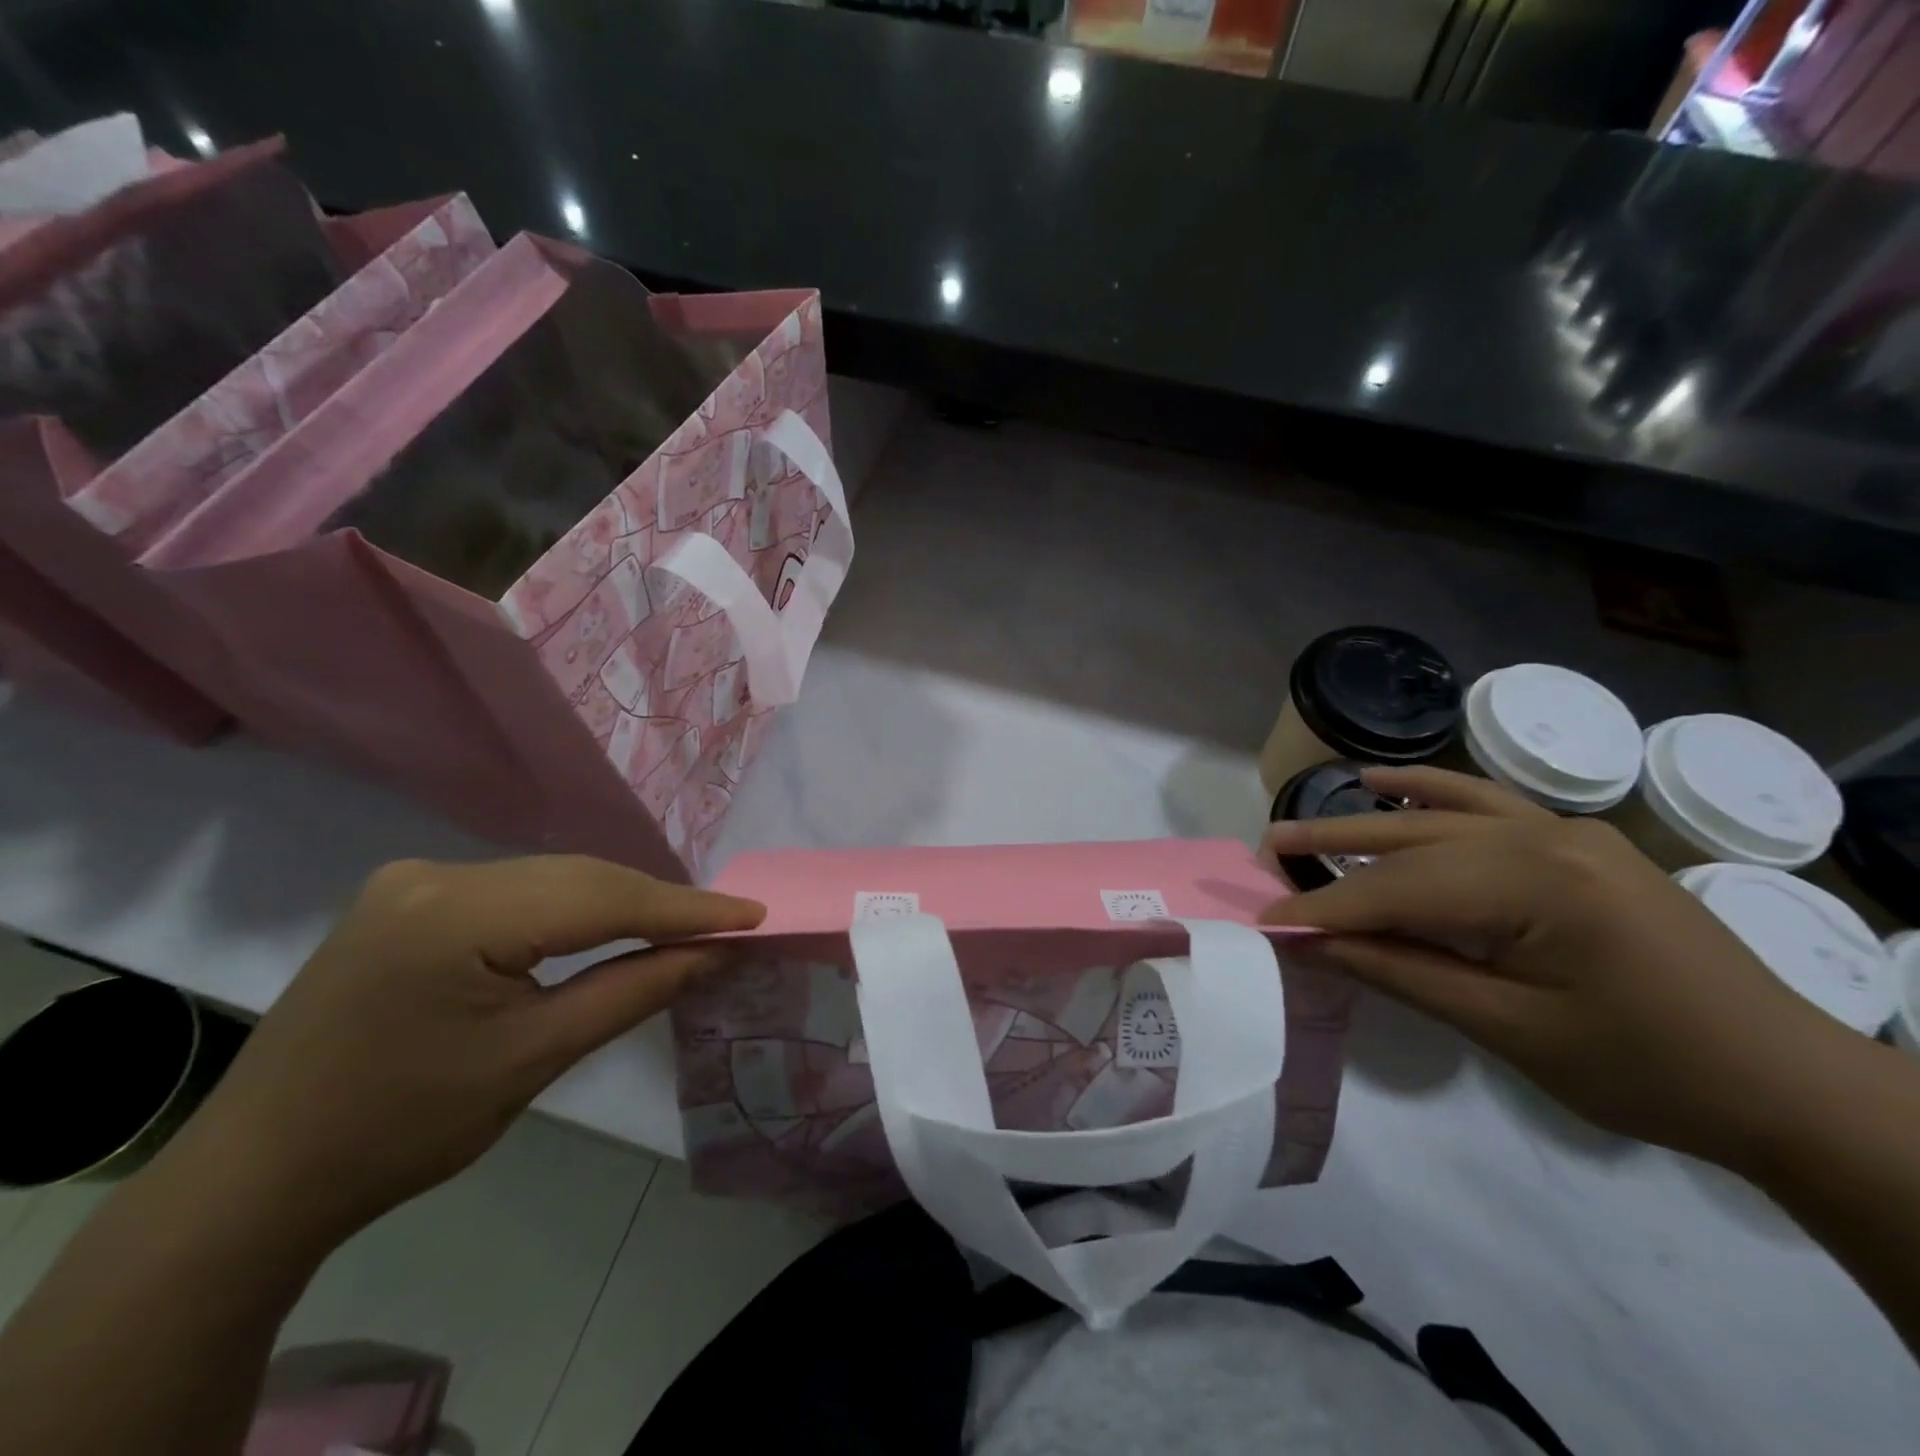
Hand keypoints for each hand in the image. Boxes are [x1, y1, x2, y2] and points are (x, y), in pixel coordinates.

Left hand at [175, 856, 763, 1244]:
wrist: (258, 1177)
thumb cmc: (401, 1130)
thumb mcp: (533, 1061)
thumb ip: (633, 991)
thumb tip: (713, 952)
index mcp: (454, 914)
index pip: (600, 897)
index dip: (685, 908)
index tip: (752, 915)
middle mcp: (434, 874)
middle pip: (577, 878)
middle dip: (656, 903)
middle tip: (726, 925)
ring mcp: (414, 880)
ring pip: (550, 880)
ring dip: (617, 904)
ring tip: (680, 927)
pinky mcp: (409, 897)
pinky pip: (517, 891)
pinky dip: (571, 909)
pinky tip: (604, 927)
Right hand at [1261, 768, 1837, 1168]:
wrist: (1788, 1084)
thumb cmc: (1647, 1070)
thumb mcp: (1509, 1029)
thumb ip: (1402, 972)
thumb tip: (1314, 942)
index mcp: (1535, 884)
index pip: (1397, 891)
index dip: (1324, 908)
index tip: (1264, 920)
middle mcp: (1544, 837)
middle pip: (1409, 844)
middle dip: (1330, 851)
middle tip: (1261, 854)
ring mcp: (1565, 832)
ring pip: (1438, 819)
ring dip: (1365, 822)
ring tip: (1298, 823)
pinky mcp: (1576, 842)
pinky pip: (1487, 804)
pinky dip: (1431, 793)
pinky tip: (1384, 784)